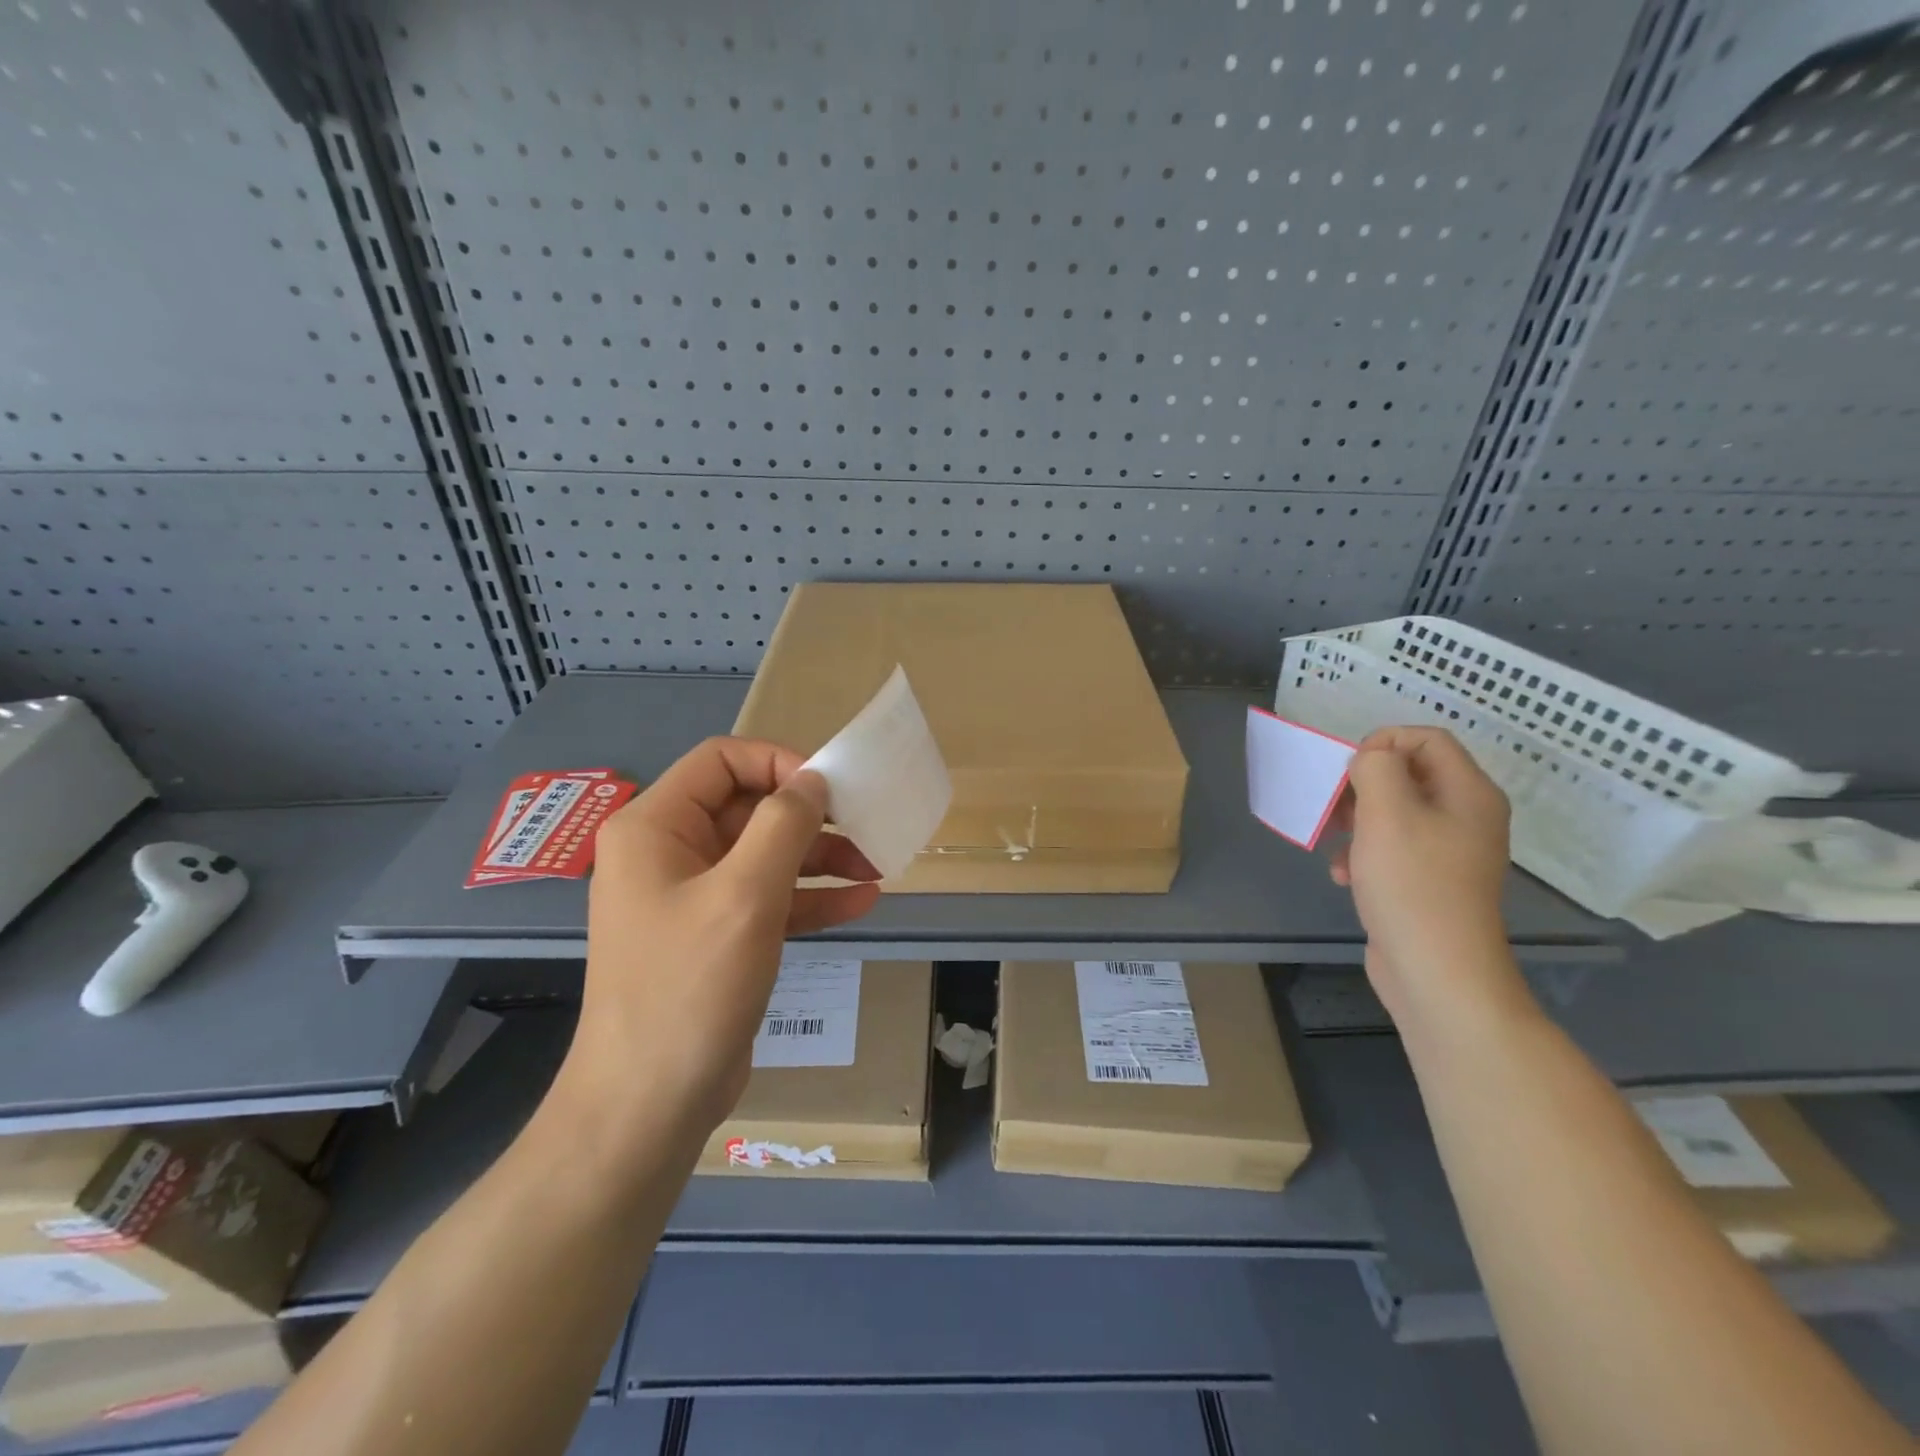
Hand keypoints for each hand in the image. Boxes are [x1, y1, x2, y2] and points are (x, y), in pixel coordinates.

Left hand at [561, 738, 880, 1136]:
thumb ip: (784, 825)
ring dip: (819, 859)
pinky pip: (767, 899)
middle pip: (749, 808)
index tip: (829, 791)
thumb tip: (813, 781)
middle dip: (810, 819)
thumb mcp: (745, 894)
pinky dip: (809, 897)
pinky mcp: (715, 936)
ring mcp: (691, 897)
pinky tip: (860, 902)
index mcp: (655, 827)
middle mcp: (668, 852)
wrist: (649, 1104)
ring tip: (876, 868)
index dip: (779, 763)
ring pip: (764, 855)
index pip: (722, 761)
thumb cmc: (690, 985)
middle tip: (865, 829)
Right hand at [1328, 726, 1519, 1021]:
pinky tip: (1344, 875)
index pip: (1427, 738)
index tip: (1350, 770)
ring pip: (1394, 812)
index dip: (1384, 742)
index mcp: (1468, 793)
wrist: (1436, 971)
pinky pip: (1393, 848)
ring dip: (1356, 821)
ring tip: (1334, 843)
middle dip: (1363, 786)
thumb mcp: (1387, 813)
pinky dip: (1364, 853)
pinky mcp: (1429, 880)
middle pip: (1409, 774)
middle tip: (1335, 807)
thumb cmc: (1412, 884)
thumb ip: (1377, 769)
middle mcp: (1466, 816)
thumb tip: (1371, 762)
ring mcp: (1449, 852)